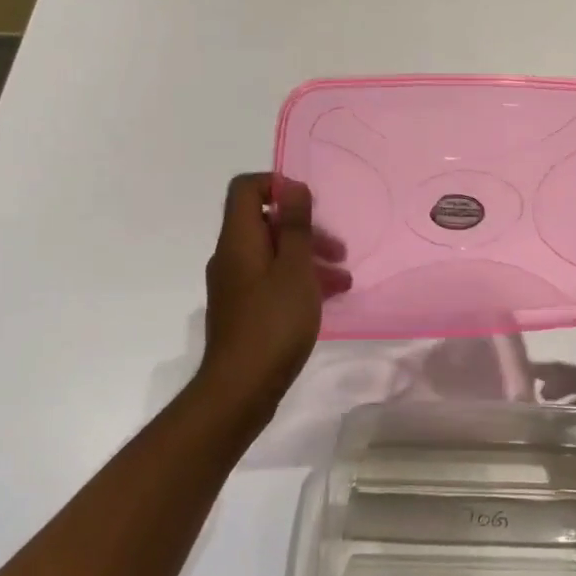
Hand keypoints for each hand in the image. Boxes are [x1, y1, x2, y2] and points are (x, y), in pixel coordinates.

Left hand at [199, 173, 348, 418]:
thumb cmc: (273, 322)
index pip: (246, 188)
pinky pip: (273, 278)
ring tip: (343, 278)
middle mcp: (232, 255)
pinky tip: (329, 297)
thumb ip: (295, 224)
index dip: (276, 184)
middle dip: (305, 228)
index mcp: (238, 239)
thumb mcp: (295, 268)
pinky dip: (299, 279)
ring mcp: (236, 284)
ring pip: (274, 253)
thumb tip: (292, 185)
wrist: (240, 391)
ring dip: (309, 256)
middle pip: (266, 221)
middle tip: (337, 248)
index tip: (307, 203)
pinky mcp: (244, 308)